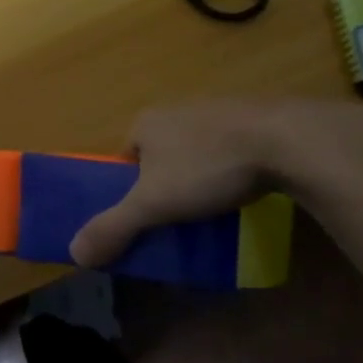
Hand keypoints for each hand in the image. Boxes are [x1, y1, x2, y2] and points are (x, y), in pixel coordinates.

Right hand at [68, 99, 362, 266]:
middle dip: (167, 183)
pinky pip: (232, 147)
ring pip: (197, 150)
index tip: (147, 215)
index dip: (130, 188)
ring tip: (216, 206)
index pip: (124, 158)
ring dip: (201, 175)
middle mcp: (177, 109)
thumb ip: (113, 227)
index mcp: (146, 122)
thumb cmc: (209, 167)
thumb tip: (73, 253)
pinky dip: (234, 168)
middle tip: (181, 216)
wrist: (289, 140)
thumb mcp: (153, 204)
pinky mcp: (255, 118)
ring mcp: (218, 110)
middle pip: (160, 154)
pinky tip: (247, 188)